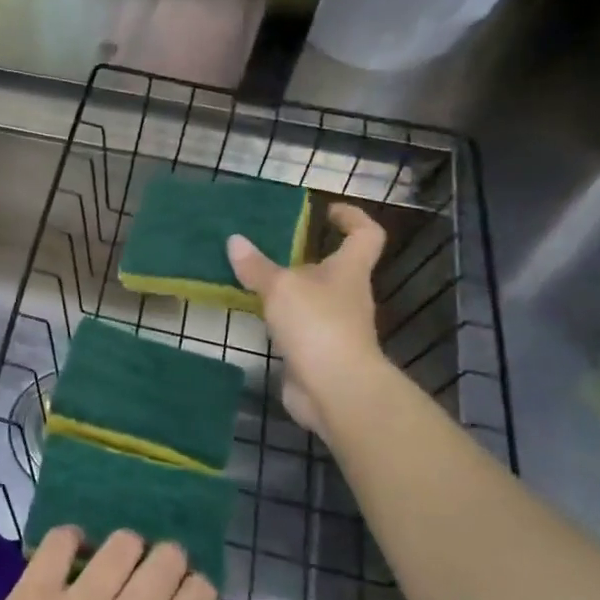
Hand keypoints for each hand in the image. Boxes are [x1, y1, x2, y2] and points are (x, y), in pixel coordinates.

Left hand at [0, 528, 226, 599]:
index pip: (199, 594)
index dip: (198, 591)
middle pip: (166, 559)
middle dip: (169, 565)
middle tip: (151, 583)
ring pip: (121, 543)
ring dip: (127, 552)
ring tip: (115, 571)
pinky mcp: (33, 591)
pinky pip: (61, 540)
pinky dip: (74, 540)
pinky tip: (76, 557)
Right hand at [227, 201, 386, 429]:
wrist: (334, 388)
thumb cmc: (317, 325)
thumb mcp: (281, 288)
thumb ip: (256, 266)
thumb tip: (234, 241)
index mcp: (349, 271)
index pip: (365, 235)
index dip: (352, 218)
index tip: (328, 211)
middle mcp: (347, 295)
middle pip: (335, 267)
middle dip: (307, 255)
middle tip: (271, 246)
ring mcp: (335, 326)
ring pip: (313, 298)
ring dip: (289, 289)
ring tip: (253, 278)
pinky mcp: (318, 352)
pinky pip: (298, 325)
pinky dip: (280, 318)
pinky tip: (255, 314)